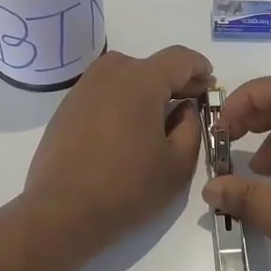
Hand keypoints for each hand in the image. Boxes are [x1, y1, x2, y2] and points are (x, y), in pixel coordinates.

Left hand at [23, 46, 212, 246]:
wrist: (61, 212)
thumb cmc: (127, 187)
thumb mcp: (178, 164)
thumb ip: (191, 127)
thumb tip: (184, 109)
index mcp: (141, 80)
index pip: (179, 58)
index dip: (199, 68)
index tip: (209, 84)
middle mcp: (110, 73)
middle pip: (151, 65)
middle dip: (173, 81)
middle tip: (189, 105)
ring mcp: (83, 88)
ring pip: (125, 77)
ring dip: (145, 91)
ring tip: (157, 120)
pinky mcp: (66, 107)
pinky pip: (104, 93)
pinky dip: (121, 102)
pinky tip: (125, 131)